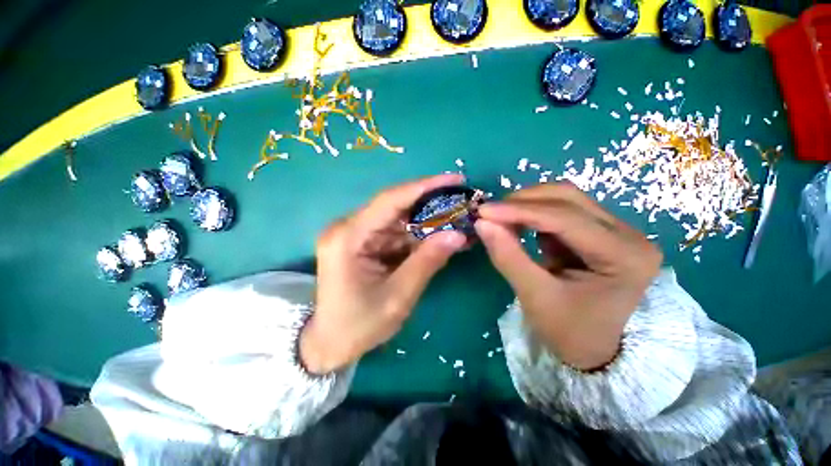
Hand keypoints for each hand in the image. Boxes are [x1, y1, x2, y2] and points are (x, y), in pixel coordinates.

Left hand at [301, 174, 467, 373]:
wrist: (331, 342)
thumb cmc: (358, 325)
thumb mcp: (398, 296)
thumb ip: (427, 262)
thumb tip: (459, 235)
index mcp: (348, 237)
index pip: (390, 200)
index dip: (424, 187)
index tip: (455, 179)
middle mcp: (349, 228)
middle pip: (395, 205)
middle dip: (430, 202)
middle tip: (461, 199)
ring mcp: (356, 235)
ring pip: (399, 218)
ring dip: (428, 220)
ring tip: (457, 218)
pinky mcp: (365, 243)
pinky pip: (396, 232)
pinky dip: (419, 234)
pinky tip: (440, 236)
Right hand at [475, 183, 661, 370]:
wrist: (597, 349)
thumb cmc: (570, 332)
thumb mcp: (535, 297)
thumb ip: (507, 256)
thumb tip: (482, 223)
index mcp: (624, 255)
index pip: (564, 218)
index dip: (518, 211)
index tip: (482, 211)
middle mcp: (628, 234)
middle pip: (568, 198)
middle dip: (522, 202)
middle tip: (490, 214)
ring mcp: (617, 230)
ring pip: (564, 199)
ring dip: (527, 206)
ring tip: (501, 221)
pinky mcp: (600, 232)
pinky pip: (562, 211)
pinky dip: (534, 215)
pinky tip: (518, 226)